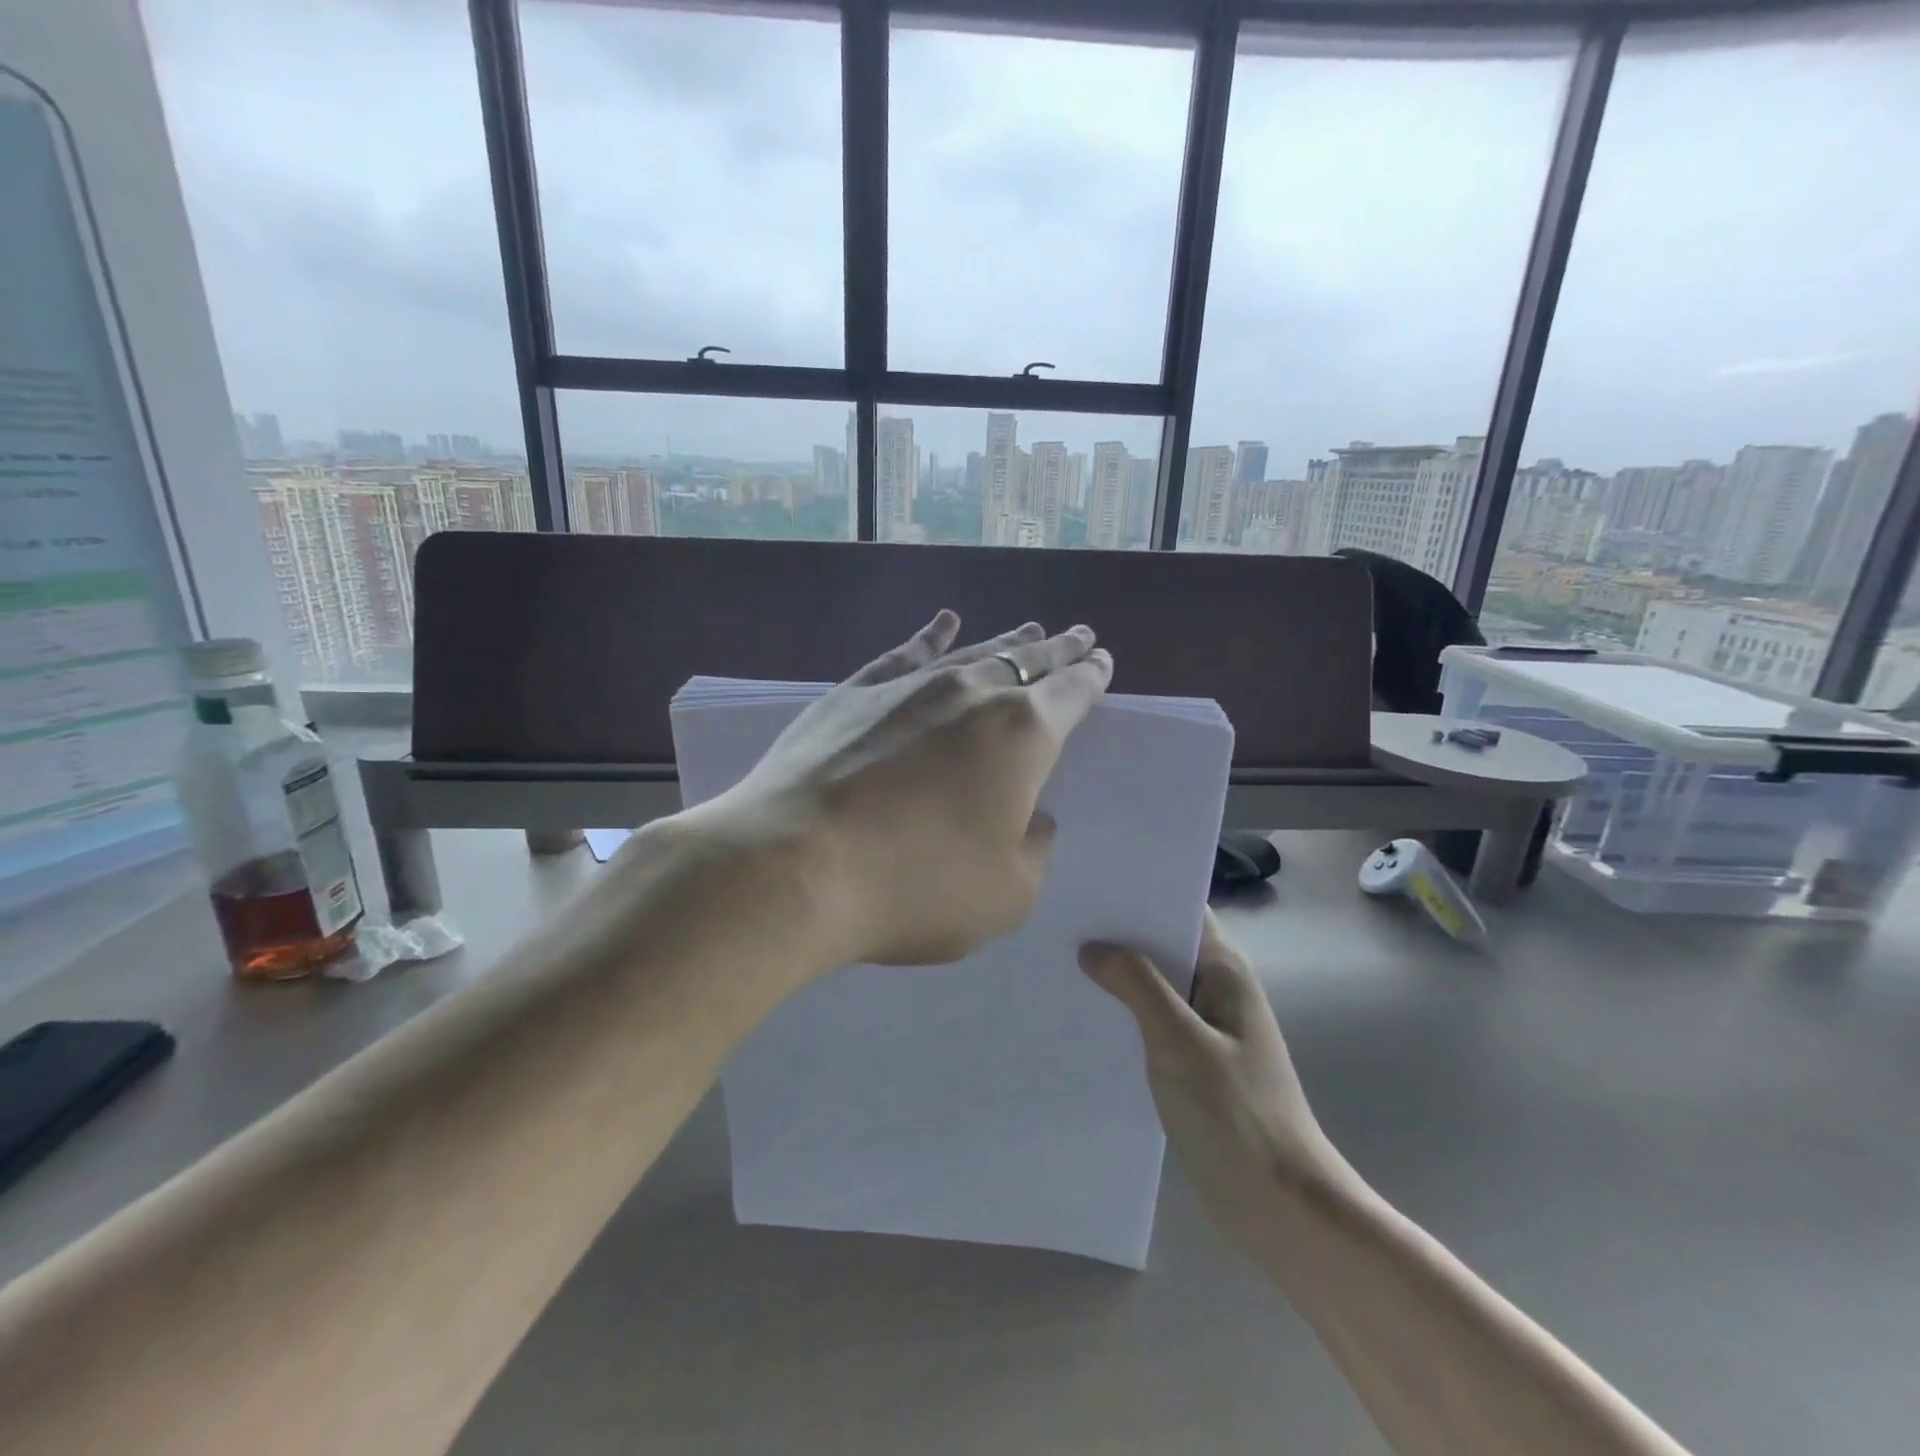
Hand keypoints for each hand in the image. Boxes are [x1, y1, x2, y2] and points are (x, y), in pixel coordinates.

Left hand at [709, 609, 1111, 970]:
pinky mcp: (855, 692)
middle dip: (1057, 651)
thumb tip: (1029, 817)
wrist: (794, 864)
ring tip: (1030, 630)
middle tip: (1078, 635)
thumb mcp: (1006, 894)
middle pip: (1027, 661)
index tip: (1101, 660)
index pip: (1070, 694)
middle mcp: (972, 693)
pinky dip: (931, 635)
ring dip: (1008, 641)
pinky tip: (944, 623)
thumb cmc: (915, 886)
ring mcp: (910, 686)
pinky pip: (906, 652)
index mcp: (1022, 735)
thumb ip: (1032, 848)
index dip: (1090, 677)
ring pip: (974, 651)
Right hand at [1079, 914, 1351, 1257]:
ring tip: (1058, 960)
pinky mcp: (1192, 1064)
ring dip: (1116, 975)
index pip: (1181, 909)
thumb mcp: (1180, 1044)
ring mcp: (1205, 1029)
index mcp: (1225, 972)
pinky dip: (1122, 1014)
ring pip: (1153, 986)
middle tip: (1060, 919)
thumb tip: (1093, 947)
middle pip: (1163, 945)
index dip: (1140, 892)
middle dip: (1117, 932)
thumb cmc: (1237, 1115)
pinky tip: (1083, 1016)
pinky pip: (1151, 1023)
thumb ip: (1138, 987)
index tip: (1090, 881)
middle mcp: (1216, 990)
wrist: (1282, 1209)